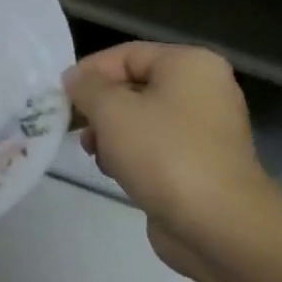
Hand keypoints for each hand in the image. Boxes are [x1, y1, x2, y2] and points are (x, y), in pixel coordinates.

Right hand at [64, 42, 281, 281]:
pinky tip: (115, 172)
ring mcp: (206, 130)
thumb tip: (74, 79)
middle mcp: (204, 90)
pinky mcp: (201, 165)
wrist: (219, 227)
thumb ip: (86, 87)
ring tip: (94, 153)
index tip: (62, 97)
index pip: (126, 54)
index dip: (89, 72)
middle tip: (75, 127)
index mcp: (190, 65)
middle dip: (99, 107)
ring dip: (111, 133)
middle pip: (134, 86)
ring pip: (142, 119)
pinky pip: (156, 147)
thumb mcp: (112, 111)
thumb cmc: (164, 154)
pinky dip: (132, 155)